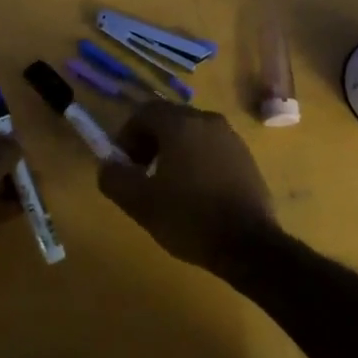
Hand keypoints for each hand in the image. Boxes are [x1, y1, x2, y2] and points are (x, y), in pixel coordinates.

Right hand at [97, 103, 280, 273]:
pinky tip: (196, 192)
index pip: (145, 112)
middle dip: (149, 142)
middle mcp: (207, 121)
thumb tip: (108, 165)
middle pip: (169, 119)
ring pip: (191, 133)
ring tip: (168, 185)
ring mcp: (231, 138)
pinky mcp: (246, 157)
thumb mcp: (140, 203)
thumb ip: (115, 178)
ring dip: (173, 151)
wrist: (249, 245)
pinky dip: (196, 160)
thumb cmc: (189, 218)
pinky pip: (211, 148)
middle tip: (141, 174)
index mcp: (181, 124)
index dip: (127, 135)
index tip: (123, 164)